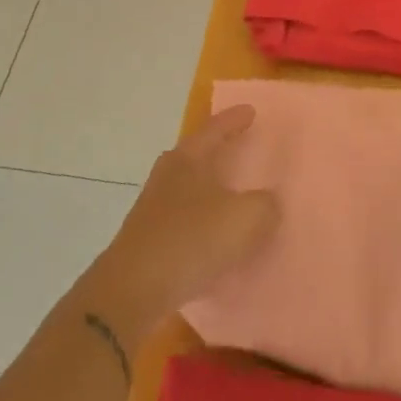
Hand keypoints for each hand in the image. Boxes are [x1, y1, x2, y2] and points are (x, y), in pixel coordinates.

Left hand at [79, 105, 278, 350]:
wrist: (133, 290)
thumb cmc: (191, 240)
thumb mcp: (245, 219)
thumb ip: (265, 205)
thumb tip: (267, 203)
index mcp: (189, 158)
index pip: (215, 129)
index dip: (234, 119)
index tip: (251, 111)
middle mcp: (168, 174)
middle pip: (197, 153)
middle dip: (219, 150)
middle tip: (243, 146)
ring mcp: (155, 206)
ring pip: (190, 186)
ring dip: (212, 187)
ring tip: (235, 193)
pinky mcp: (150, 237)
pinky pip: (186, 218)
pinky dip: (204, 219)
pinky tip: (218, 235)